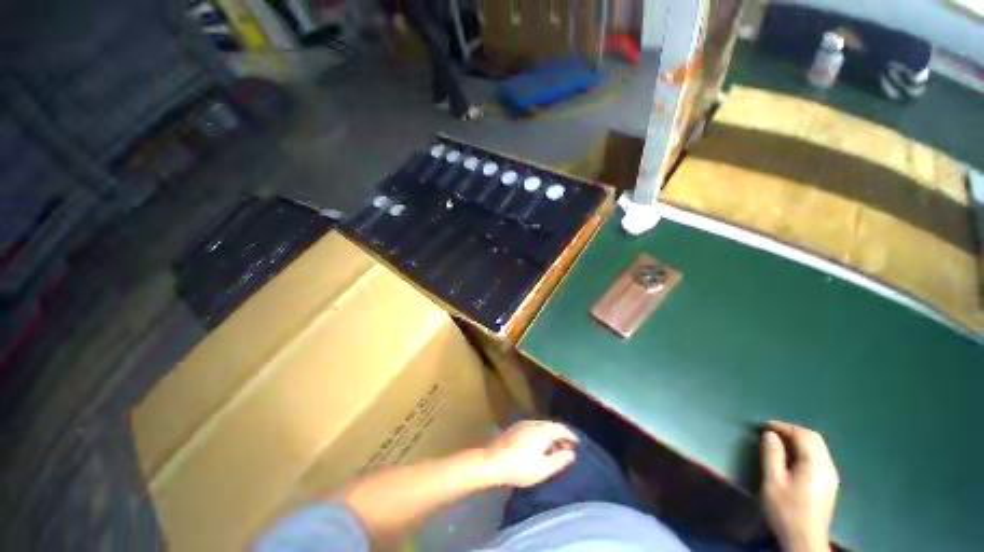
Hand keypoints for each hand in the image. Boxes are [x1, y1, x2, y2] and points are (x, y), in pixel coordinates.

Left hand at [483, 421, 578, 487]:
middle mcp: (534, 422)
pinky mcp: (514, 429)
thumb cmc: (521, 466)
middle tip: (567, 449)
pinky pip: (533, 429)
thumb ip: (560, 460)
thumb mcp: (544, 468)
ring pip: (541, 427)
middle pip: (551, 426)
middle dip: (561, 437)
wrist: (493, 461)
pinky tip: (538, 447)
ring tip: (554, 450)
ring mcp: (523, 424)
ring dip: (550, 436)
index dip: (571, 436)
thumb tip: (571, 453)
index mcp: (543, 430)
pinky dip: (540, 436)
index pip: (561, 428)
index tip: (577, 444)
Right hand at [761, 421, 838, 551]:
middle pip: (814, 439)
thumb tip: (770, 434)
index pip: (802, 435)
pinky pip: (820, 457)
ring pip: (819, 448)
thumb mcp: (773, 482)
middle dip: (793, 431)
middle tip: (773, 431)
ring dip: (800, 440)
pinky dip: (805, 450)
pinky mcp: (830, 484)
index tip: (765, 425)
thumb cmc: (786, 511)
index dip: (783, 427)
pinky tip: (793, 458)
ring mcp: (831, 476)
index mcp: (815, 464)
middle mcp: (828, 466)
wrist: (805, 541)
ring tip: (780, 442)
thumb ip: (772, 455)